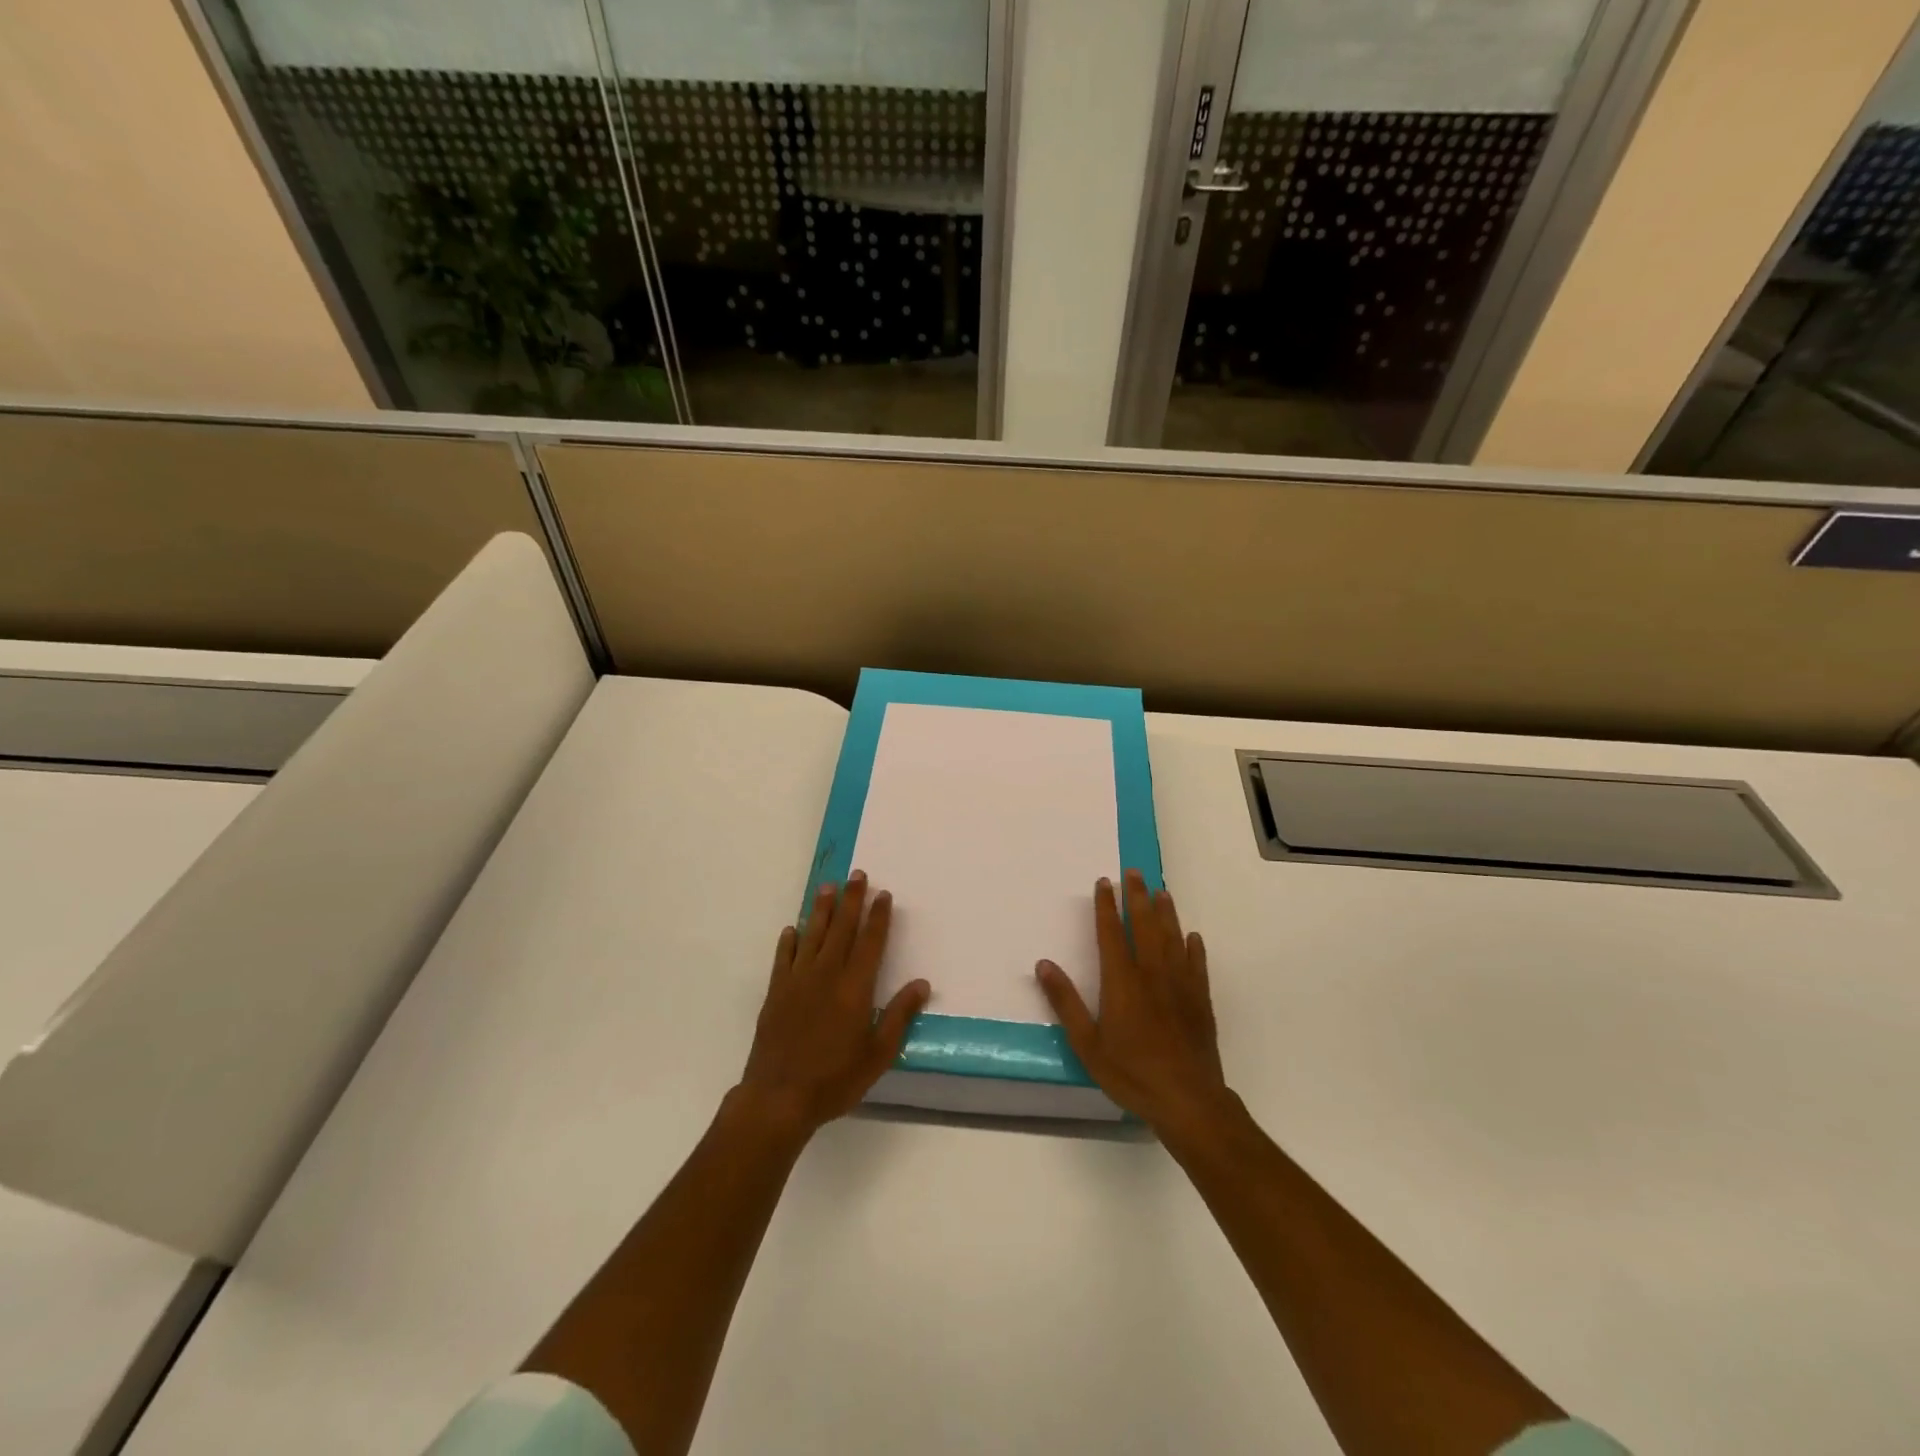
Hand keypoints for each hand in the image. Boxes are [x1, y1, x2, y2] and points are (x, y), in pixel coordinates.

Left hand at [736, 871, 929, 1141]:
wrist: (778, 1098)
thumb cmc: (835, 1079)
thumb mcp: (878, 1054)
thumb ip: (899, 1016)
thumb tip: (922, 983)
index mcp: (855, 988)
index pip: (870, 942)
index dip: (878, 917)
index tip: (883, 894)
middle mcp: (826, 975)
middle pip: (841, 929)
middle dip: (851, 900)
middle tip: (856, 875)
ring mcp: (797, 981)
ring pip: (812, 935)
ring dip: (821, 909)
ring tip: (827, 887)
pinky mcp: (776, 993)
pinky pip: (783, 958)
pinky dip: (789, 941)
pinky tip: (792, 929)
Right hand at [1035, 869, 1230, 1136]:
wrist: (1188, 1099)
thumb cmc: (1131, 1073)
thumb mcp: (1087, 1044)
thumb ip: (1065, 1002)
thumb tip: (1043, 964)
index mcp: (1122, 980)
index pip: (1111, 933)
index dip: (1106, 906)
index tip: (1104, 883)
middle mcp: (1152, 973)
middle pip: (1145, 925)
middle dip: (1138, 897)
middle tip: (1134, 873)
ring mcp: (1180, 985)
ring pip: (1173, 938)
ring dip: (1167, 913)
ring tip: (1162, 891)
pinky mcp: (1200, 1000)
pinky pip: (1197, 964)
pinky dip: (1194, 947)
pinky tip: (1193, 936)